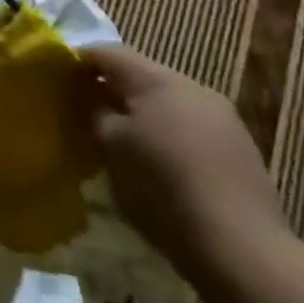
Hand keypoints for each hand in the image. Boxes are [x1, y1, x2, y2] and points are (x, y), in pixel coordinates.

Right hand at [86, 45, 290, 287]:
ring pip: (170, 102)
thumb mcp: (112, 149)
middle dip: (114, 89)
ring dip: (145, 113)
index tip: (61, 78)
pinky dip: (171, 135)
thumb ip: (96, 113)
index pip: (109, 53)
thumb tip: (91, 97)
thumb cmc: (163, 190)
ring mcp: (223, 117)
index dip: (81, 61)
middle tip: (90, 111)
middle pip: (142, 75)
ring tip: (126, 141)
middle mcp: (192, 87)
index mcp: (157, 80)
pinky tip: (165, 165)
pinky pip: (193, 127)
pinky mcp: (241, 148)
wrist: (242, 249)